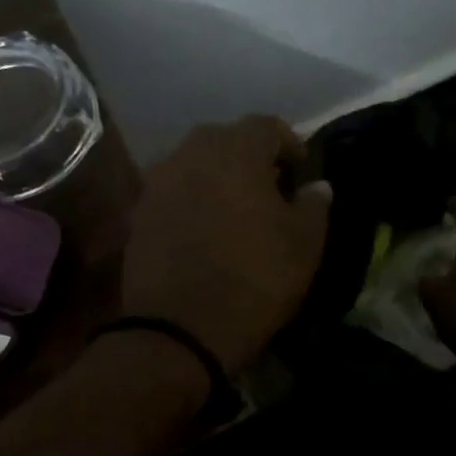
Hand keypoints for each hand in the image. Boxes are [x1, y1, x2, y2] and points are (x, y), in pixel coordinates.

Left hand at [121, 116, 331, 374]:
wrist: (179, 330)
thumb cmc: (254, 280)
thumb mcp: (304, 245)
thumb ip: (314, 205)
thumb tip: (317, 186)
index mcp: (236, 151)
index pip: (267, 126)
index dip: (290, 145)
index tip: (301, 173)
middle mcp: (191, 153)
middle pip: (226, 139)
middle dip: (251, 157)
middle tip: (269, 189)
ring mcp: (158, 182)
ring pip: (195, 163)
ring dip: (217, 177)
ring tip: (235, 210)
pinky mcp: (138, 213)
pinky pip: (172, 191)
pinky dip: (191, 199)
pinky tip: (204, 230)